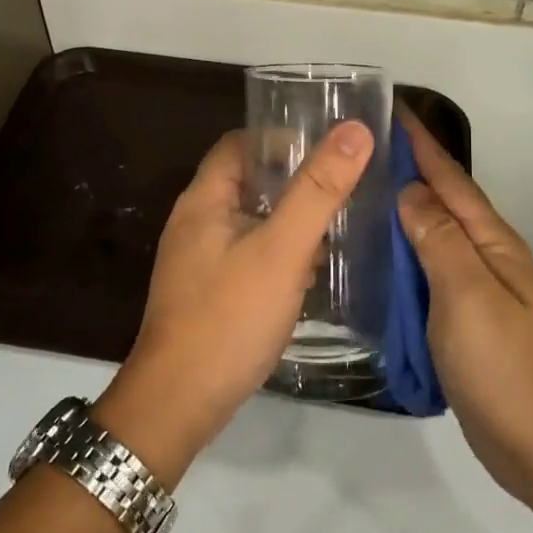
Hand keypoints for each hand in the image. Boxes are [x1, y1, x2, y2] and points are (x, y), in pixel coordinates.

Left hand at [95, 121, 372, 484]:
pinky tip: (309, 271)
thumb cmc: (229, 316)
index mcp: (204, 199)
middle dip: (293, 181)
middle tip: (342, 187)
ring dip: (289, 219)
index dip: (281, 139)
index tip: (328, 149)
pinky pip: (248, 254)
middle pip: (248, 182)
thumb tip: (354, 130)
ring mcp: (199, 260)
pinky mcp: (208, 291)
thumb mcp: (281, 249)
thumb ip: (317, 190)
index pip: (240, 144)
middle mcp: (195, 221)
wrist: (178, 402)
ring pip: (251, 220)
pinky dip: (278, 253)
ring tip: (336, 227)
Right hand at [396, 108, 532, 511]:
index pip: (450, 179)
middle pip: (442, 200)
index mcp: (493, 243)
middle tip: (358, 147)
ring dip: (402, 208)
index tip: (388, 107)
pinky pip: (427, 270)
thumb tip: (411, 190)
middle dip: (408, 167)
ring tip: (357, 191)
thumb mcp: (469, 296)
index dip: (420, 143)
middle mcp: (487, 257)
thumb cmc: (506, 369)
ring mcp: (476, 289)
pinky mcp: (463, 319)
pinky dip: (402, 252)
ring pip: (432, 235)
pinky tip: (376, 254)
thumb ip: (439, 239)